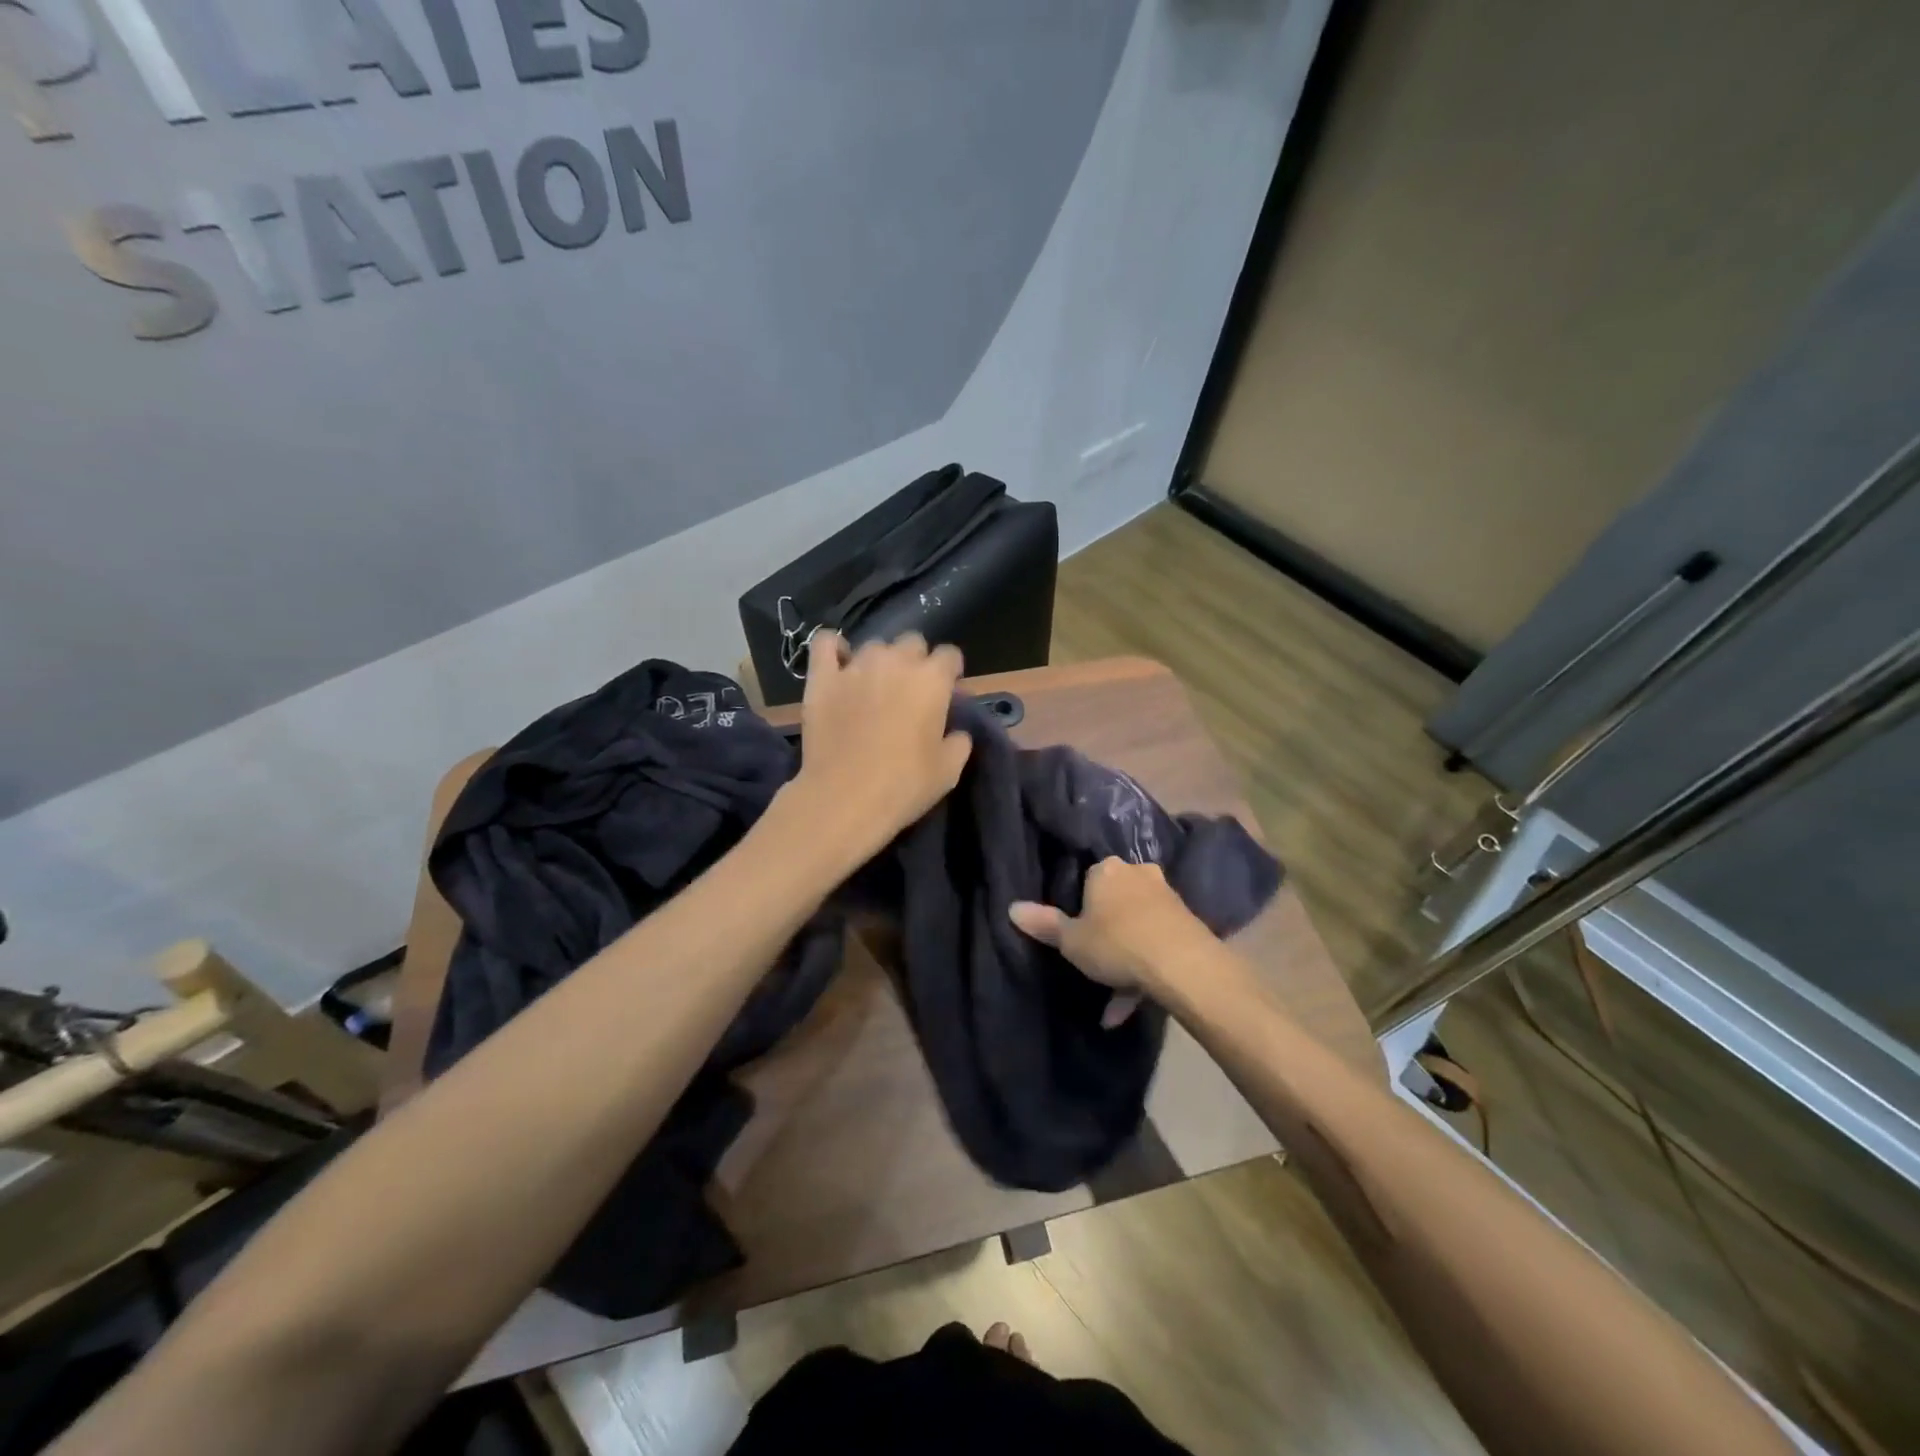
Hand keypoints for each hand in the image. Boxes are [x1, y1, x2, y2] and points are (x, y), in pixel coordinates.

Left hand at [784, 631, 972, 863]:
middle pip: (912, 642)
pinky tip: (839, 663)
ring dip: (880, 661)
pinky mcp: (822, 678)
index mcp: (932, 680)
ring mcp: (856, 666)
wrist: (845, 798)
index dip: (950, 671)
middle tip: (911, 691)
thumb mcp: (949, 770)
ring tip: (875, 686)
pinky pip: (826, 643)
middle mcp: (896, 662)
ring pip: (874, 645)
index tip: (947, 690)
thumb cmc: (904, 786)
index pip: (949, 654)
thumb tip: (957, 731)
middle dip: (916, 660)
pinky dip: (834, 648)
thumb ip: (959, 741)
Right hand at [1009, 858, 1217, 1024]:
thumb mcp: (1071, 941)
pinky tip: (1133, 1006)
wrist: (1182, 964)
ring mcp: (1166, 897)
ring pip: (1137, 926)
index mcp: (1106, 870)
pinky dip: (1145, 969)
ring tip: (1113, 1003)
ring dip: (1125, 959)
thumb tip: (1011, 908)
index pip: (1087, 878)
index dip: (1080, 906)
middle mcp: (1138, 874)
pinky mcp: (1187, 921)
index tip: (1076, 932)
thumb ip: (1044, 924)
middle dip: (1106, 933)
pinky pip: (1156, 942)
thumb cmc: (1116, 943)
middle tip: (1095, 963)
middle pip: (1115, 901)